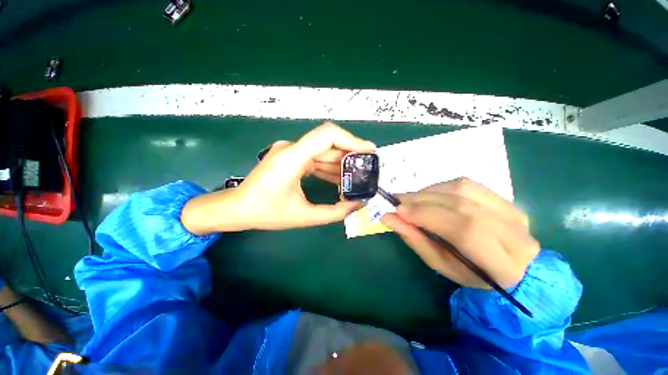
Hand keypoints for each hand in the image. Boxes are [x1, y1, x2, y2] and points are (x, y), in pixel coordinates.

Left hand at [182, 123, 374, 233]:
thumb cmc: (266, 213)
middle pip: (328, 143)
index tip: (369, 151)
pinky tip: (340, 179)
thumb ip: (334, 212)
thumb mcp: (303, 216)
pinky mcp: (290, 158)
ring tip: (357, 176)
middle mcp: (292, 148)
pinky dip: (329, 167)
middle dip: (350, 154)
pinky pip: (315, 158)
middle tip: (368, 167)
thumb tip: (357, 205)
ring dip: (341, 162)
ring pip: (323, 151)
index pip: (327, 135)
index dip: (351, 140)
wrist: (237, 209)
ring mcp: (290, 152)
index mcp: (292, 157)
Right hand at [381, 178, 538, 288]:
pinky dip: (440, 187)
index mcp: (503, 265)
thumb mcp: (440, 264)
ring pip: (463, 189)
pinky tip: (428, 195)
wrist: (510, 265)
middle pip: (461, 206)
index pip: (465, 230)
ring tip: (411, 199)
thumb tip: (388, 217)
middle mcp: (515, 234)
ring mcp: (513, 211)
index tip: (399, 211)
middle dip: (423, 201)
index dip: (428, 215)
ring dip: (429, 192)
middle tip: (398, 201)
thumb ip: (415, 239)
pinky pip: (466, 184)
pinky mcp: (505, 198)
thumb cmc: (469, 272)